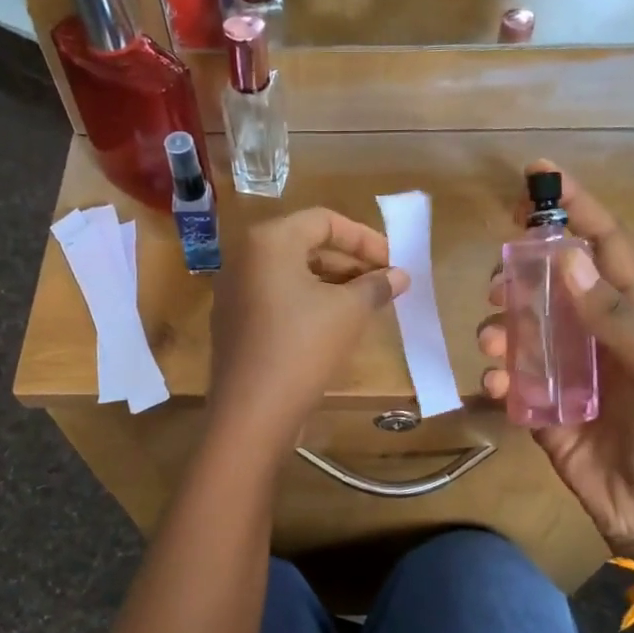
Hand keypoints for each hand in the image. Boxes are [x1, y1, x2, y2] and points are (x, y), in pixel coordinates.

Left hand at [209, 208, 408, 448]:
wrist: (252, 411)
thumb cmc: (303, 347)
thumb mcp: (349, 312)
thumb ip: (376, 285)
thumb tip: (400, 275)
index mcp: (268, 241)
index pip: (324, 220)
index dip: (364, 238)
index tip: (393, 262)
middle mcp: (244, 258)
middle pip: (305, 245)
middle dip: (349, 262)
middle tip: (383, 283)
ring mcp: (233, 292)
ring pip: (291, 274)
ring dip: (331, 284)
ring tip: (365, 304)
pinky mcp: (234, 322)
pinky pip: (276, 298)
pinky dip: (307, 302)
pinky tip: (334, 325)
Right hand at [477, 163, 633, 575]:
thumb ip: (614, 317)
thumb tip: (565, 255)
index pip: (604, 246)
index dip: (576, 207)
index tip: (538, 175)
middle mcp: (597, 336)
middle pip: (551, 284)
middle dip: (521, 274)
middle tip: (498, 282)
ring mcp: (568, 375)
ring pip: (524, 331)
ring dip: (503, 328)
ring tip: (495, 340)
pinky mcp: (544, 412)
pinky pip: (515, 383)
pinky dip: (502, 378)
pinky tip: (502, 387)